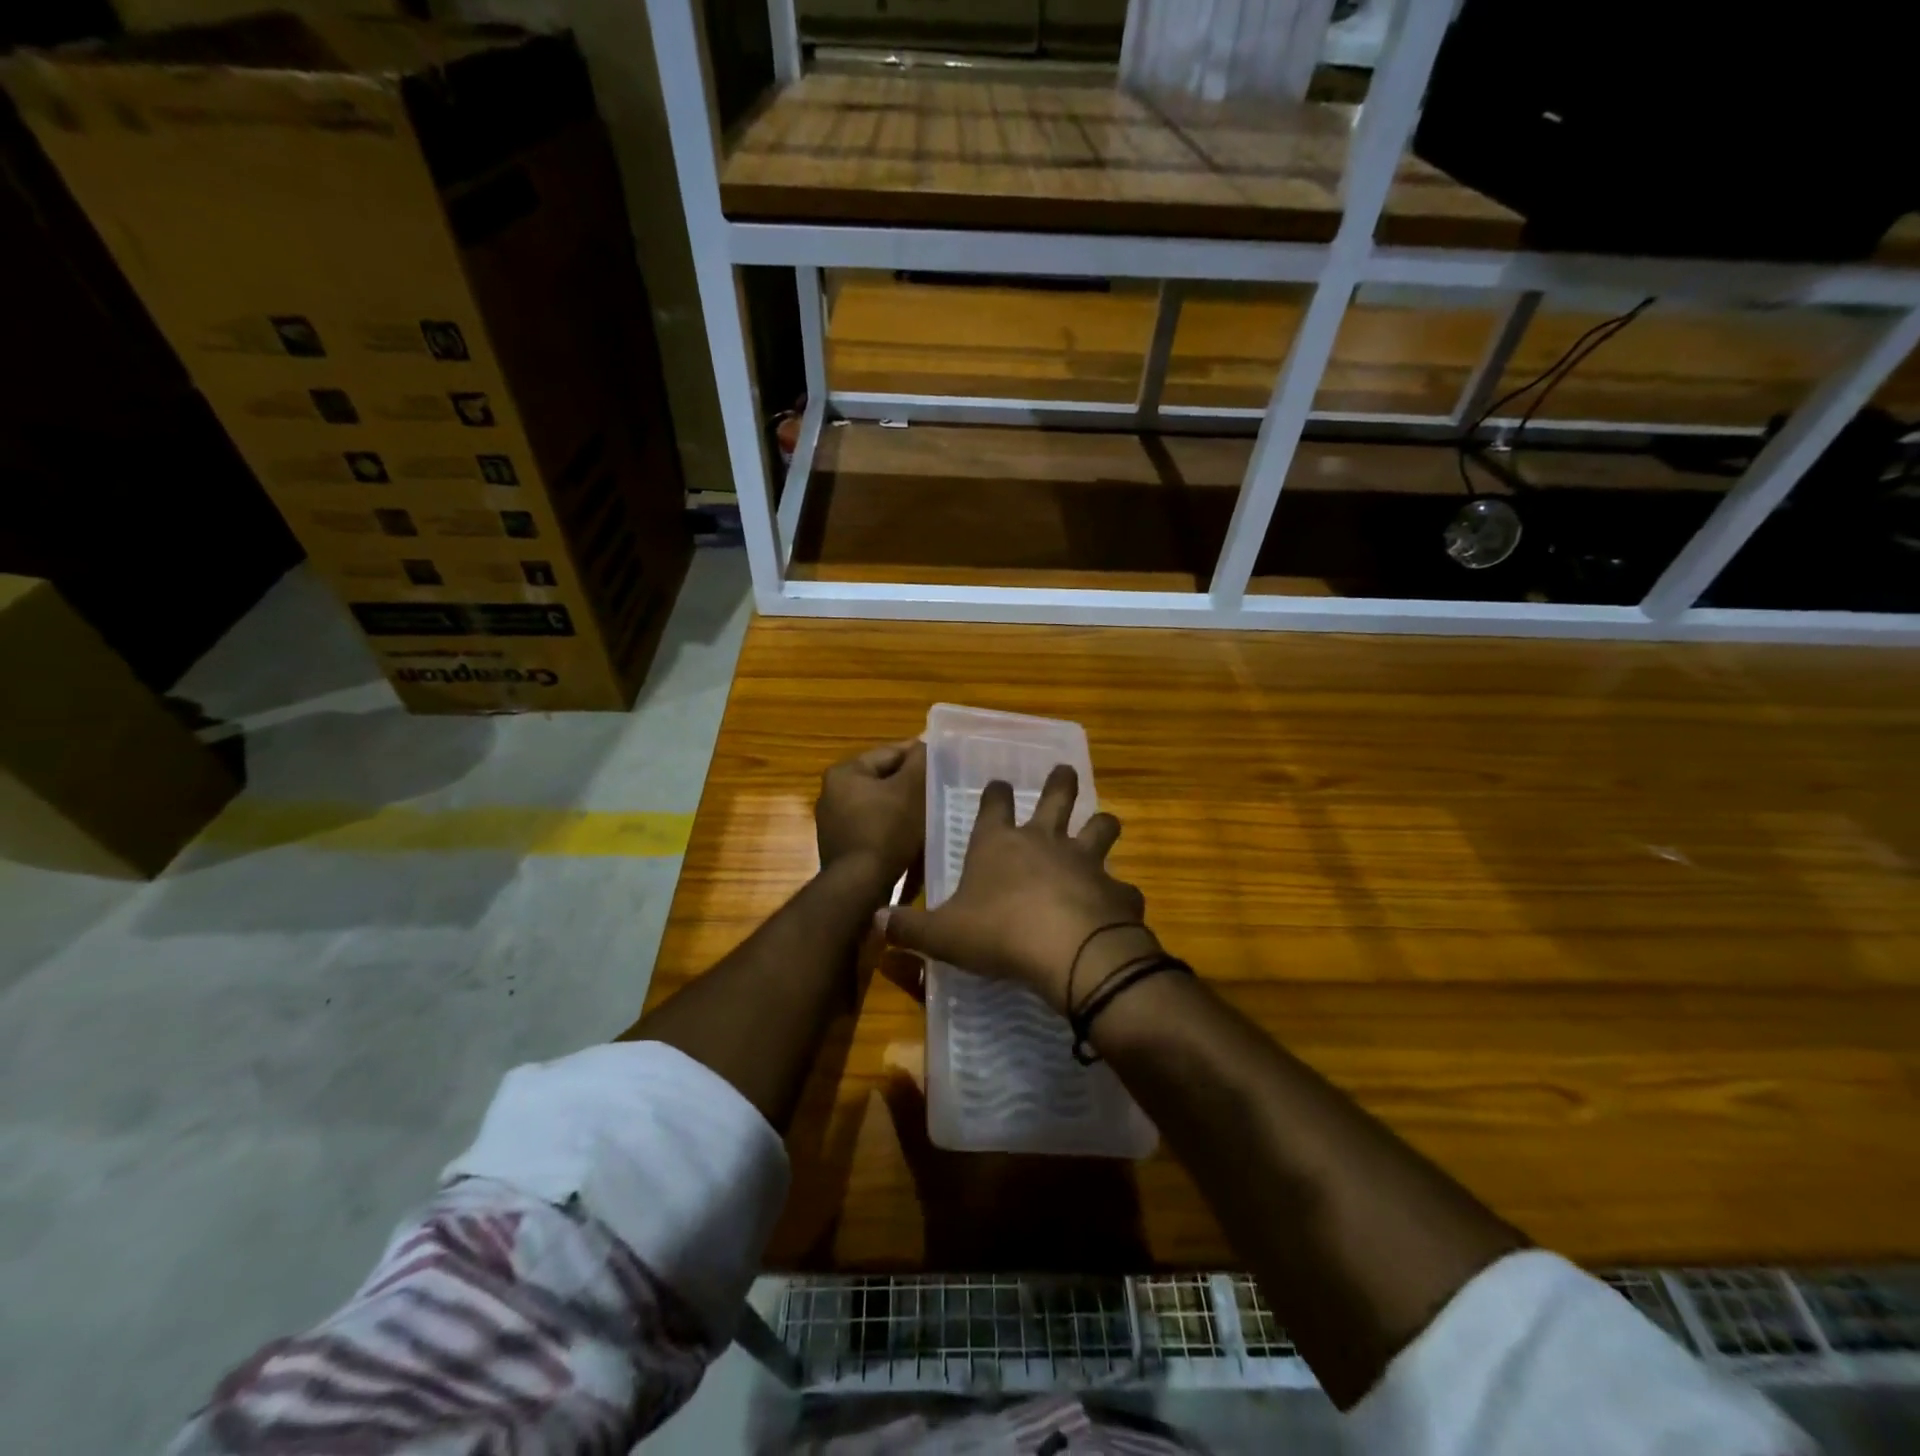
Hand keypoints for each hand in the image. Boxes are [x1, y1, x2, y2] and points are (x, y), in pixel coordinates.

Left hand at [814, 740, 926, 896]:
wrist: (860, 887)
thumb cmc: (886, 831)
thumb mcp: (911, 789)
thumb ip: (920, 761)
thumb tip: (925, 743)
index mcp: (845, 772)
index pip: (890, 753)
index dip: (920, 756)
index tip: (945, 762)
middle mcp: (832, 792)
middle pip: (883, 779)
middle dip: (911, 784)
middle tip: (941, 789)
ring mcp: (833, 821)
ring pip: (879, 804)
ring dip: (902, 807)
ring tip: (931, 814)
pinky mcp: (840, 846)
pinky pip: (873, 827)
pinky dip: (891, 828)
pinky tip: (911, 837)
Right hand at [881, 763, 1155, 1012]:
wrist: (1068, 951)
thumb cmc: (999, 933)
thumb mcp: (943, 935)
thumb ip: (909, 928)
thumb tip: (874, 921)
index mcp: (999, 844)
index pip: (994, 804)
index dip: (995, 792)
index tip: (998, 783)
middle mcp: (1045, 841)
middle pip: (1057, 797)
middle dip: (1060, 781)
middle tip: (1064, 771)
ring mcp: (1086, 861)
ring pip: (1100, 827)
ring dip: (1102, 824)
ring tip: (1104, 823)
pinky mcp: (1116, 891)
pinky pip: (1124, 887)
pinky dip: (1121, 894)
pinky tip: (1118, 904)